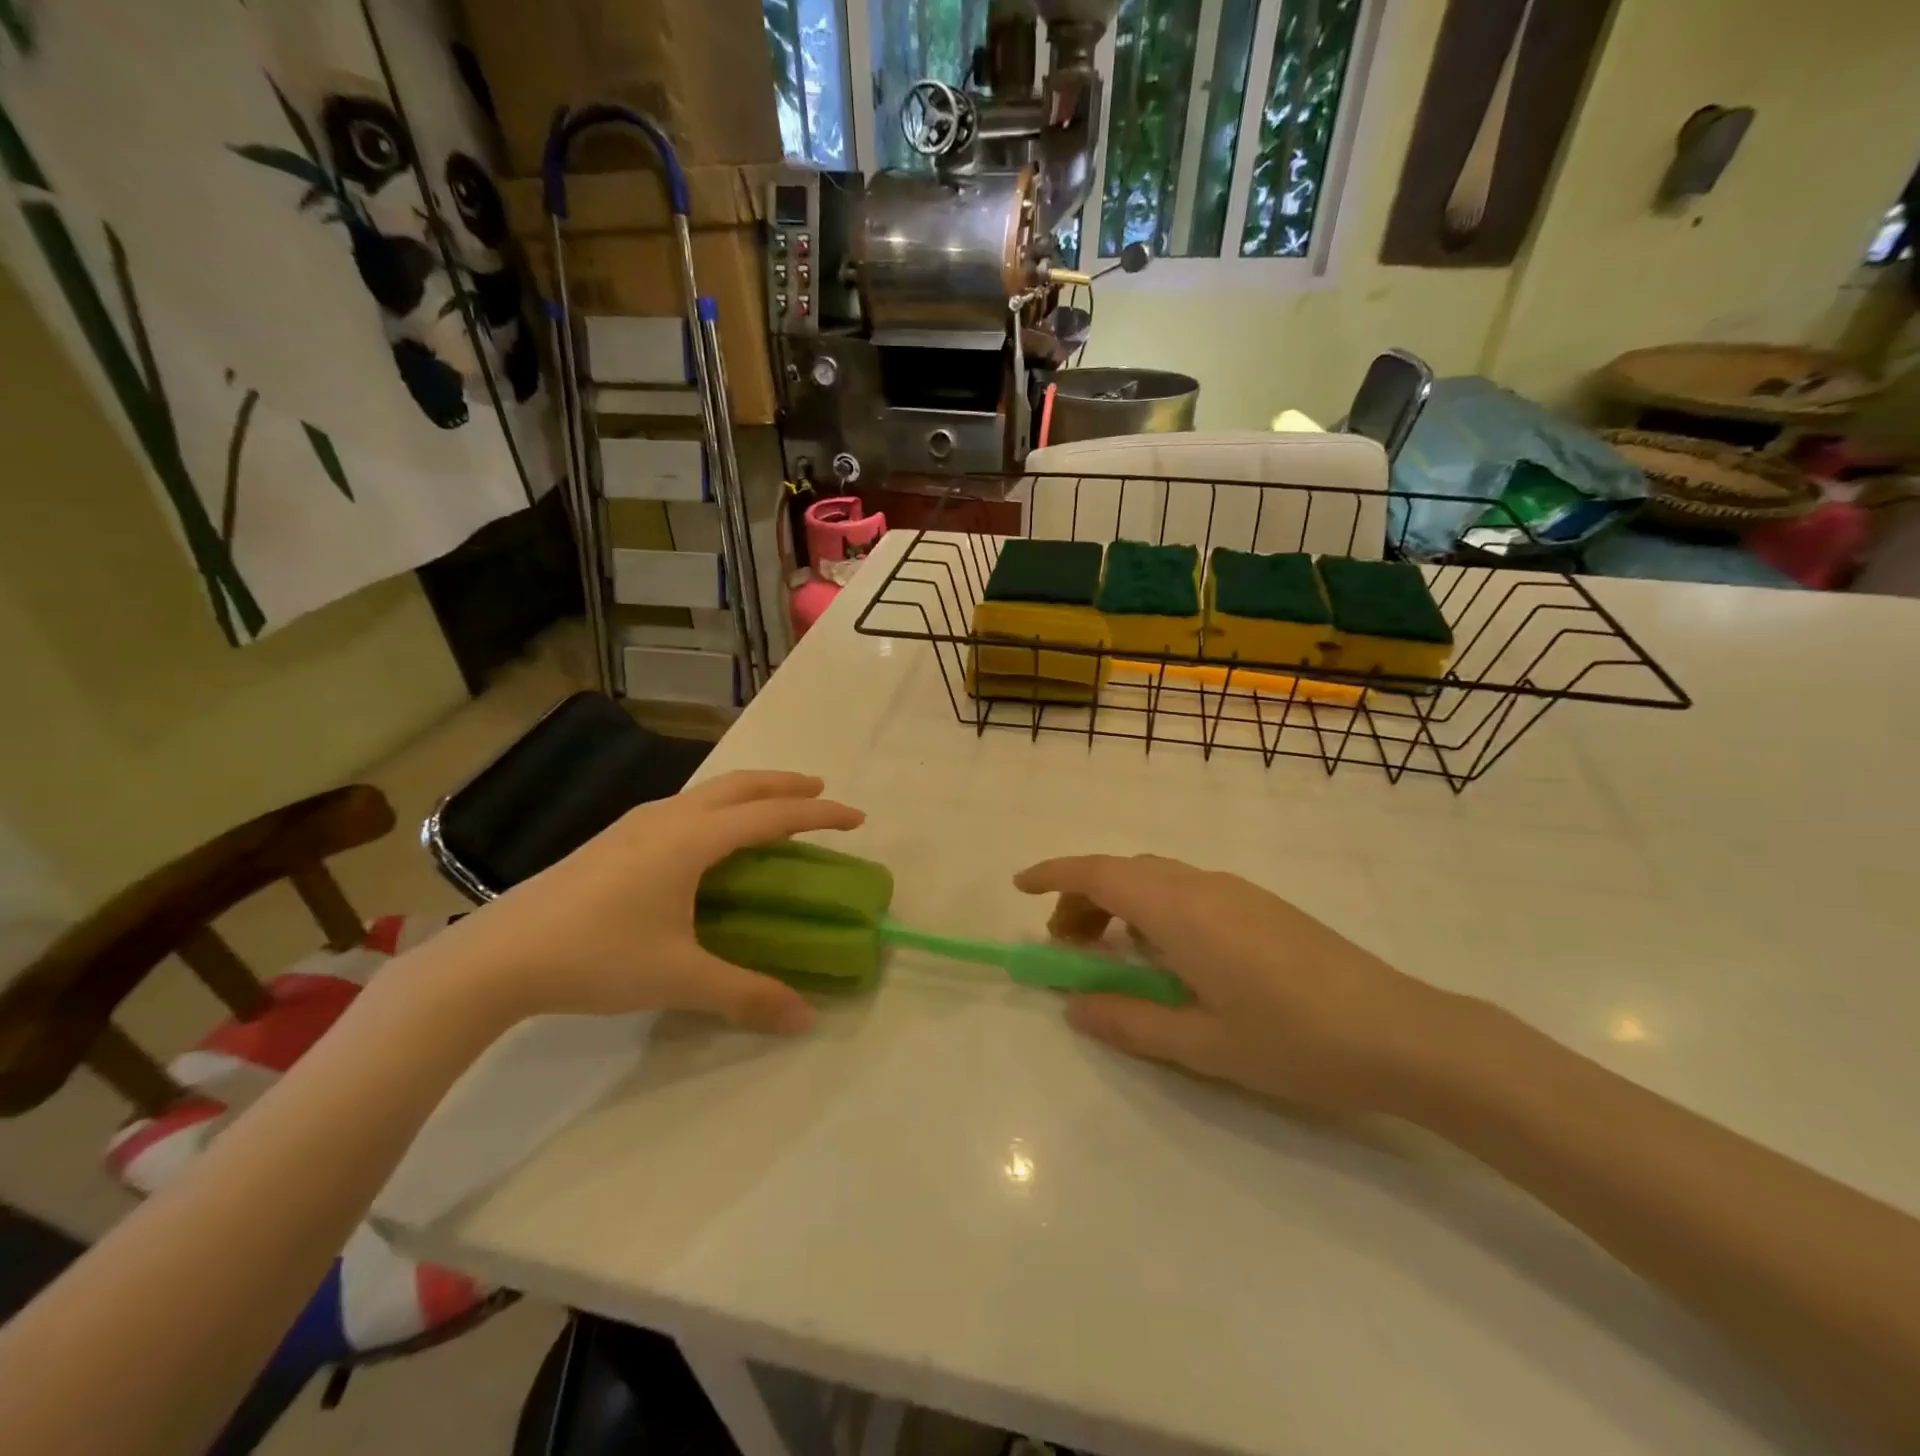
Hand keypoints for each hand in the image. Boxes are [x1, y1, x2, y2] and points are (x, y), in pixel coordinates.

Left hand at [441, 771, 863, 1032]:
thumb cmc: (596, 957)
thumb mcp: (679, 978)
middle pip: (741, 785)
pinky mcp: (615, 838)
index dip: (820, 815)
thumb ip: (746, 994)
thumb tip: (806, 1019)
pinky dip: (719, 807)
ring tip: (772, 809)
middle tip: (821, 793)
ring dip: (750, 792)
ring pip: (709, 791)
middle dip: (786, 785)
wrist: (496, 958)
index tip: (857, 818)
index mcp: (692, 839)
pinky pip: (685, 806)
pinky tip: (710, 837)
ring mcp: (636, 823)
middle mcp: (669, 817)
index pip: (772, 816)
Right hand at [1014, 854, 1462, 1113]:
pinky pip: (1187, 890)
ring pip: (1156, 879)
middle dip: (1082, 898)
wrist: (1402, 1032)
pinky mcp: (1261, 905)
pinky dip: (1154, 909)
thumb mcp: (1202, 1045)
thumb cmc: (1294, 1040)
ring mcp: (1236, 891)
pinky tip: (1169, 958)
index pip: (1098, 873)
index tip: (1020, 886)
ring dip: (1120, 904)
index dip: (1053, 874)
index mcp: (1179, 910)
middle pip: (1123, 873)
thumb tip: (1074, 1006)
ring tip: (1112, 955)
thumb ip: (1130, 1023)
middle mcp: (1202, 885)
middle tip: (1065, 946)